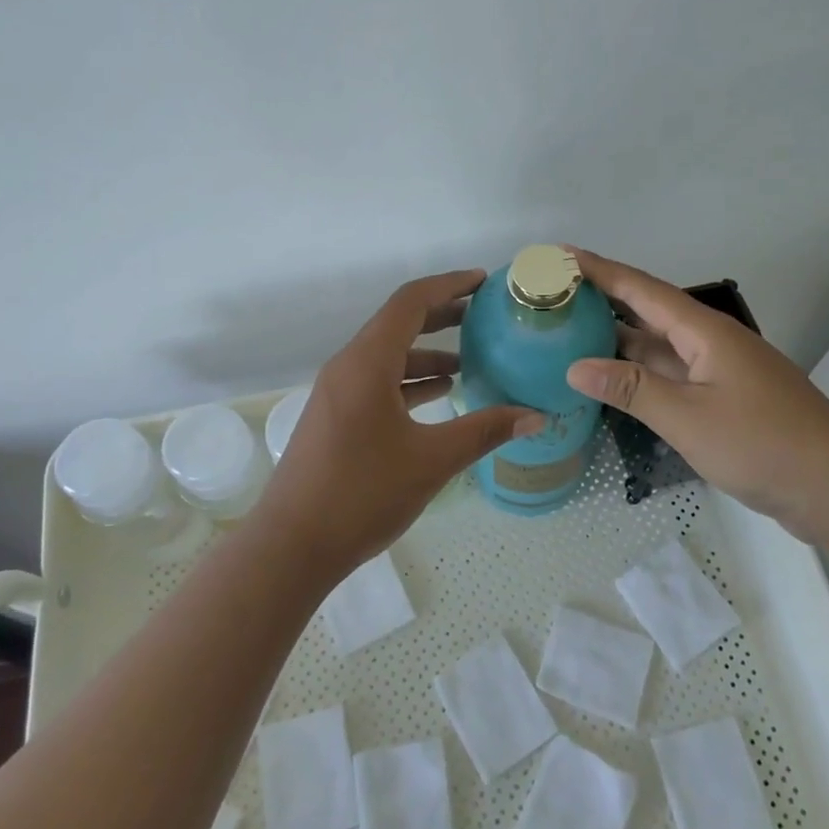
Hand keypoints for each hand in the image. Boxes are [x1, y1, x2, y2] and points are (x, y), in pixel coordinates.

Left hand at [252, 269, 542, 579]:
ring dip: (427, 354)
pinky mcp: (335, 417)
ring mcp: (337, 393)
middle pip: (398, 324)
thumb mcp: (432, 460)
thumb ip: (485, 431)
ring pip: (387, 356)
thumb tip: (536, 416)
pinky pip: (376, 382)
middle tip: (484, 317)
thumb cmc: (362, 494)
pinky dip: (409, 381)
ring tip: (470, 363)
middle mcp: (348, 367)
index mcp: (367, 363)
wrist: (292, 545)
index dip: (449, 285)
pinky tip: (439, 397)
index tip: (483, 283)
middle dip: (442, 316)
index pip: (410, 302)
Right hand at [564, 248, 828, 526]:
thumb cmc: (762, 443)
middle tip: (553, 296)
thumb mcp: (688, 417)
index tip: (559, 255)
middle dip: (602, 299)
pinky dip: (638, 373)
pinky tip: (613, 380)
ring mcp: (717, 371)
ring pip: (658, 345)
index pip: (641, 289)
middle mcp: (708, 342)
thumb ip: (632, 389)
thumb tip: (574, 366)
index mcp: (703, 332)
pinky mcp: (722, 399)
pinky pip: (670, 374)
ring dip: (617, 337)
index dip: (600, 270)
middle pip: (647, 311)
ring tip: (569, 332)